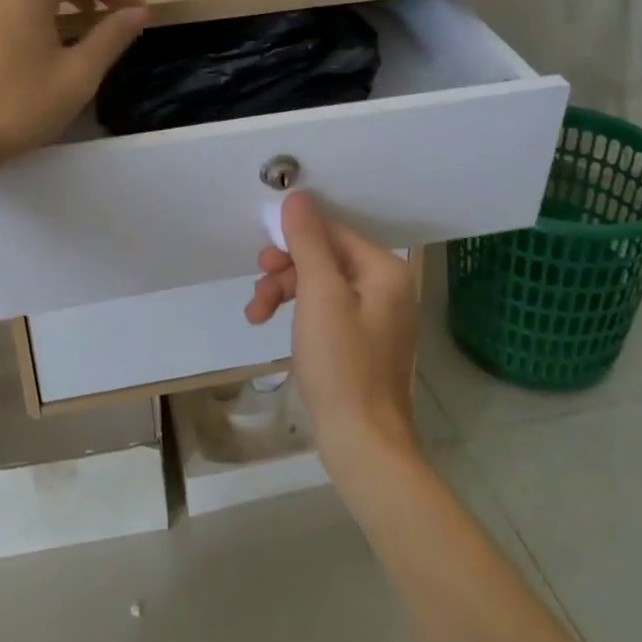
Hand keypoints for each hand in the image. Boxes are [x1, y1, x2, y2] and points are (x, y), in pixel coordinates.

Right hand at [245, 192, 419, 474]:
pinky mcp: (363, 342)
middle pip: (326, 257)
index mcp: (384, 270)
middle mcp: (386, 287)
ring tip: (255, 314)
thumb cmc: (341, 364)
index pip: (333, 232)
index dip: (294, 239)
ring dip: (285, 292)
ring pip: (321, 285)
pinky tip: (276, 328)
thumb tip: (298, 197)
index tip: (262, 260)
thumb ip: (308, 242)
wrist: (363, 444)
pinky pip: (327, 310)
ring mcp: (376, 317)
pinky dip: (299, 314)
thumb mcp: (319, 295)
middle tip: (259, 288)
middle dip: (286, 270)